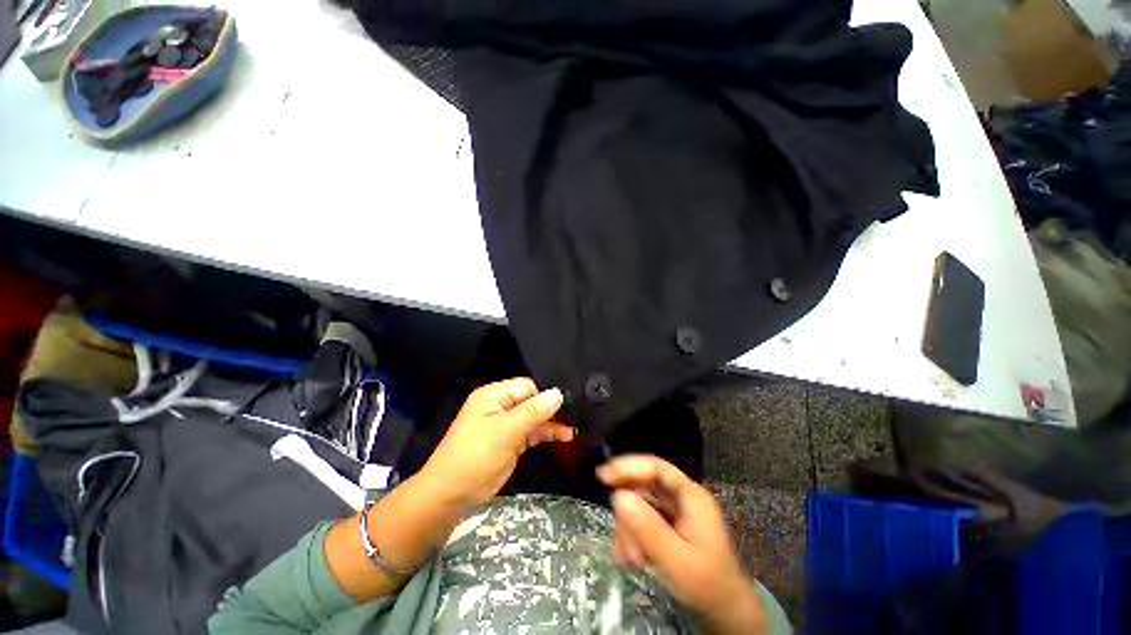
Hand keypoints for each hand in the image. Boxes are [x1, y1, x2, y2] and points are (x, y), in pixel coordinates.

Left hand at [423, 378, 574, 510]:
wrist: (450, 496)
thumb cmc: (475, 457)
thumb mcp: (506, 432)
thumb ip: (534, 412)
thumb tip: (558, 393)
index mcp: (494, 396)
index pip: (527, 386)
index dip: (545, 395)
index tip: (566, 405)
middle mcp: (500, 406)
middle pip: (532, 401)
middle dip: (551, 409)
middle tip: (576, 416)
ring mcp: (505, 424)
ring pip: (534, 417)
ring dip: (551, 423)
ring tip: (573, 430)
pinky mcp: (509, 441)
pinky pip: (531, 432)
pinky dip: (545, 434)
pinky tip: (563, 437)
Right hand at [598, 455, 765, 634]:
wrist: (726, 613)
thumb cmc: (708, 585)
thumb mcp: (677, 560)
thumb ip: (648, 528)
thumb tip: (617, 496)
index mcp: (691, 496)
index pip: (656, 468)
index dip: (628, 467)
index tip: (603, 476)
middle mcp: (681, 498)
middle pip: (643, 486)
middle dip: (629, 512)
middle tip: (624, 542)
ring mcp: (674, 512)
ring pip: (639, 505)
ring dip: (629, 530)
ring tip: (632, 559)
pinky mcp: (667, 526)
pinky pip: (641, 521)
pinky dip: (632, 537)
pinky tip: (631, 558)